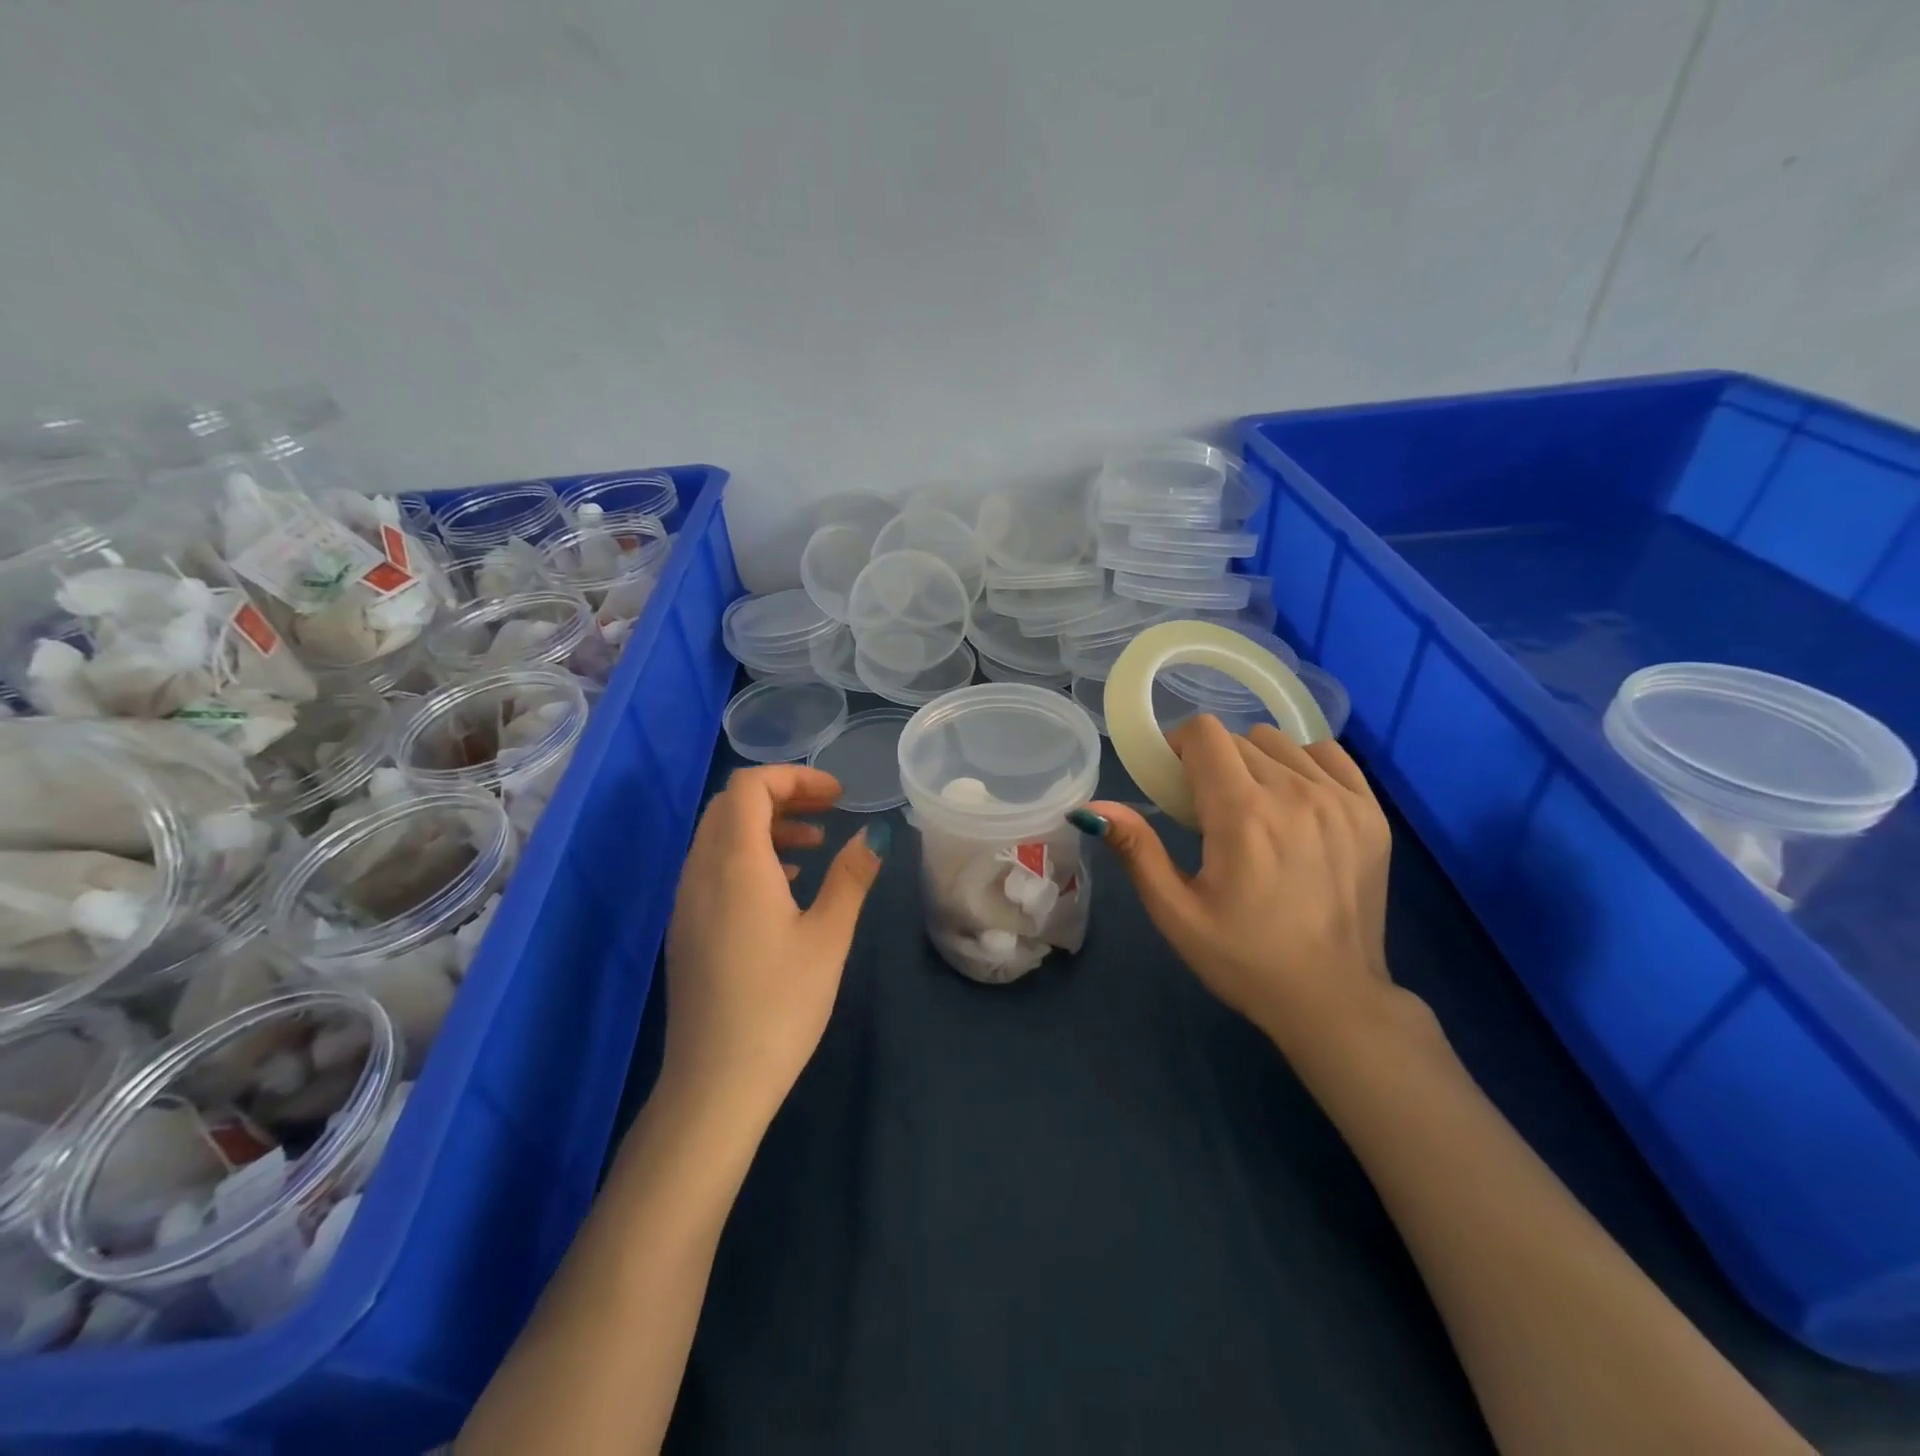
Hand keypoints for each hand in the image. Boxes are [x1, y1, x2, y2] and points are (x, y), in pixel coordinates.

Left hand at [662, 765, 883, 1119]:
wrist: (716, 1083)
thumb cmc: (780, 1005)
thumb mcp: (829, 937)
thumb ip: (851, 877)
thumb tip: (875, 835)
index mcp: (735, 864)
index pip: (749, 786)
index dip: (794, 777)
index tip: (837, 795)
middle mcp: (701, 871)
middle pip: (731, 805)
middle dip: (782, 796)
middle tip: (828, 810)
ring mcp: (686, 901)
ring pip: (719, 835)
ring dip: (766, 825)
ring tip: (814, 844)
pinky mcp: (686, 927)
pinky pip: (712, 867)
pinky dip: (749, 856)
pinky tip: (786, 885)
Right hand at [1085, 716, 1396, 1052]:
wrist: (1333, 1000)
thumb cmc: (1244, 959)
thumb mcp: (1176, 912)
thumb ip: (1137, 850)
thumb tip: (1091, 807)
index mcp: (1243, 814)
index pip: (1204, 733)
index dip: (1179, 747)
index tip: (1174, 782)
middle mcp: (1296, 793)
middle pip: (1238, 738)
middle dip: (1212, 763)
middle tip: (1208, 811)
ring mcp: (1341, 800)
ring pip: (1281, 743)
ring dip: (1255, 763)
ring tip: (1253, 809)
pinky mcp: (1371, 813)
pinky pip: (1328, 755)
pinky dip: (1302, 766)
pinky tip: (1295, 804)